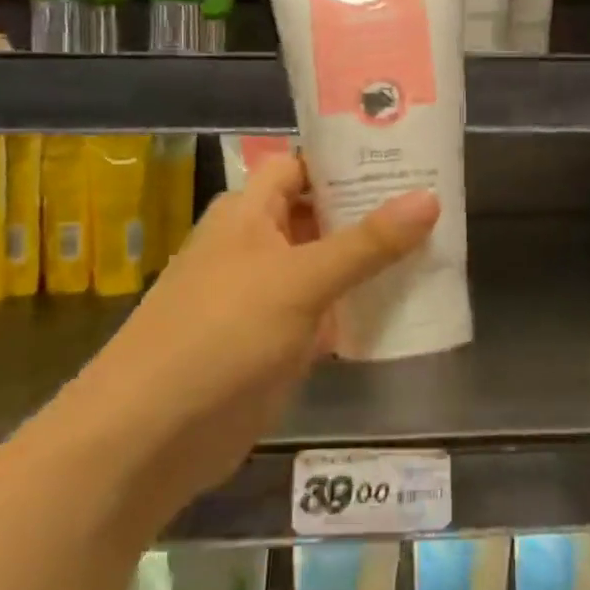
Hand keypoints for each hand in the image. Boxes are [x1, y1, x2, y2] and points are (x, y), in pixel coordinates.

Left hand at [81, 155, 439, 518]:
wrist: (152, 435)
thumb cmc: (222, 333)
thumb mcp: (300, 279)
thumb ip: (367, 242)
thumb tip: (430, 197)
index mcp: (249, 212)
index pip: (303, 166)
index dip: (348, 158)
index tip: (404, 153)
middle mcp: (256, 245)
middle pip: (321, 215)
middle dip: (371, 211)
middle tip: (436, 200)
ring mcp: (267, 296)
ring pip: (328, 267)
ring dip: (371, 262)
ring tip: (437, 247)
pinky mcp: (277, 343)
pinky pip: (327, 314)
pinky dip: (360, 310)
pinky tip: (408, 306)